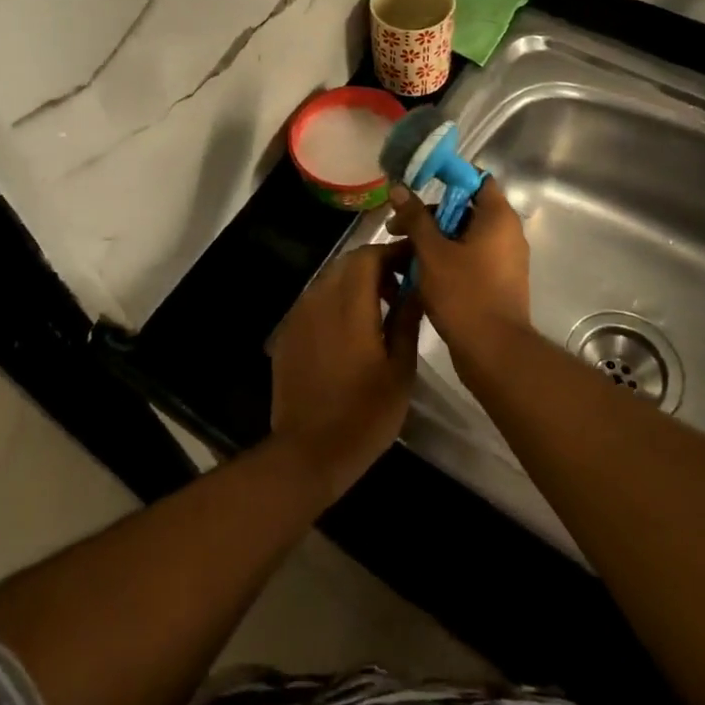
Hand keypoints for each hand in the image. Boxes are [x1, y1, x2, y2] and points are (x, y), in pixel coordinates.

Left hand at [268, 243, 422, 501]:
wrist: (309, 451)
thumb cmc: (365, 413)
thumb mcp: (400, 370)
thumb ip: (407, 320)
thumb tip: (417, 287)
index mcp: (350, 304)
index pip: (369, 255)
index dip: (393, 252)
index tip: (414, 262)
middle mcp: (320, 299)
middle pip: (348, 263)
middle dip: (376, 266)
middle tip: (400, 288)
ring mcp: (299, 315)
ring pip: (329, 280)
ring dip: (354, 284)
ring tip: (378, 310)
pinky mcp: (287, 333)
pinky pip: (315, 301)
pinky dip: (335, 302)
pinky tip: (349, 331)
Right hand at [387, 176, 530, 363]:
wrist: (494, 352)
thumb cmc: (464, 294)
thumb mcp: (432, 252)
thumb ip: (415, 217)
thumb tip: (399, 188)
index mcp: (498, 217)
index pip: (476, 179)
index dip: (446, 176)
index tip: (417, 183)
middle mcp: (507, 233)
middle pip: (465, 208)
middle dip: (430, 214)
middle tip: (397, 227)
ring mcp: (505, 259)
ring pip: (464, 236)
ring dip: (434, 239)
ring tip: (402, 254)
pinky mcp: (498, 282)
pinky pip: (470, 258)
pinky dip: (446, 258)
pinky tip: (419, 272)